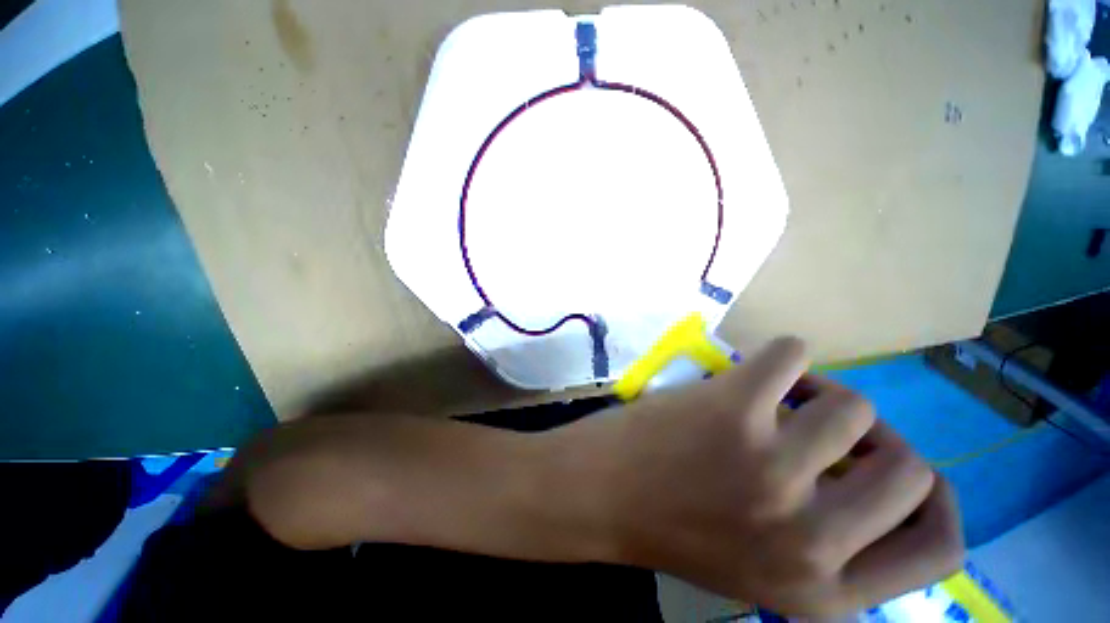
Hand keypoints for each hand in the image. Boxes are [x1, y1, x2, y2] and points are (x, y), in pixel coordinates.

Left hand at [558, 337, 962, 616]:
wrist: (595, 495)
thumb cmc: (672, 526)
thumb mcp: (763, 566)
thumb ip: (829, 540)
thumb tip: (876, 470)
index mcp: (824, 592)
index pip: (941, 548)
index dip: (932, 498)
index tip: (897, 467)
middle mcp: (810, 541)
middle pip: (910, 467)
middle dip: (874, 438)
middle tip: (825, 425)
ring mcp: (770, 470)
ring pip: (854, 405)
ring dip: (821, 394)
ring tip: (778, 398)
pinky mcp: (730, 412)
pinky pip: (792, 355)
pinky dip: (783, 355)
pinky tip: (756, 371)